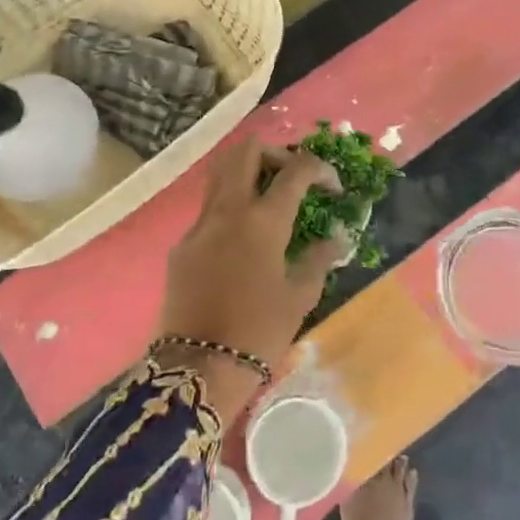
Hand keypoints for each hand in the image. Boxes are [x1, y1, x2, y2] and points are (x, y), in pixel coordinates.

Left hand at [155, 138, 346, 417]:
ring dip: (248, 171)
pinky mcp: (182, 244)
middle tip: (293, 178)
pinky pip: (208, 208)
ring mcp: (200, 224)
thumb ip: (319, 257)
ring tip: (268, 197)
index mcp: (264, 220)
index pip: (296, 170)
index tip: (334, 188)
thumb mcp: (300, 296)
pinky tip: (243, 239)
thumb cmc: (259, 331)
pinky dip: (230, 206)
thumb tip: (337, 236)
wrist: (198, 367)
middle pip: (247, 151)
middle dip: (276, 153)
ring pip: (221, 172)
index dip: (320, 169)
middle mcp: (229, 210)